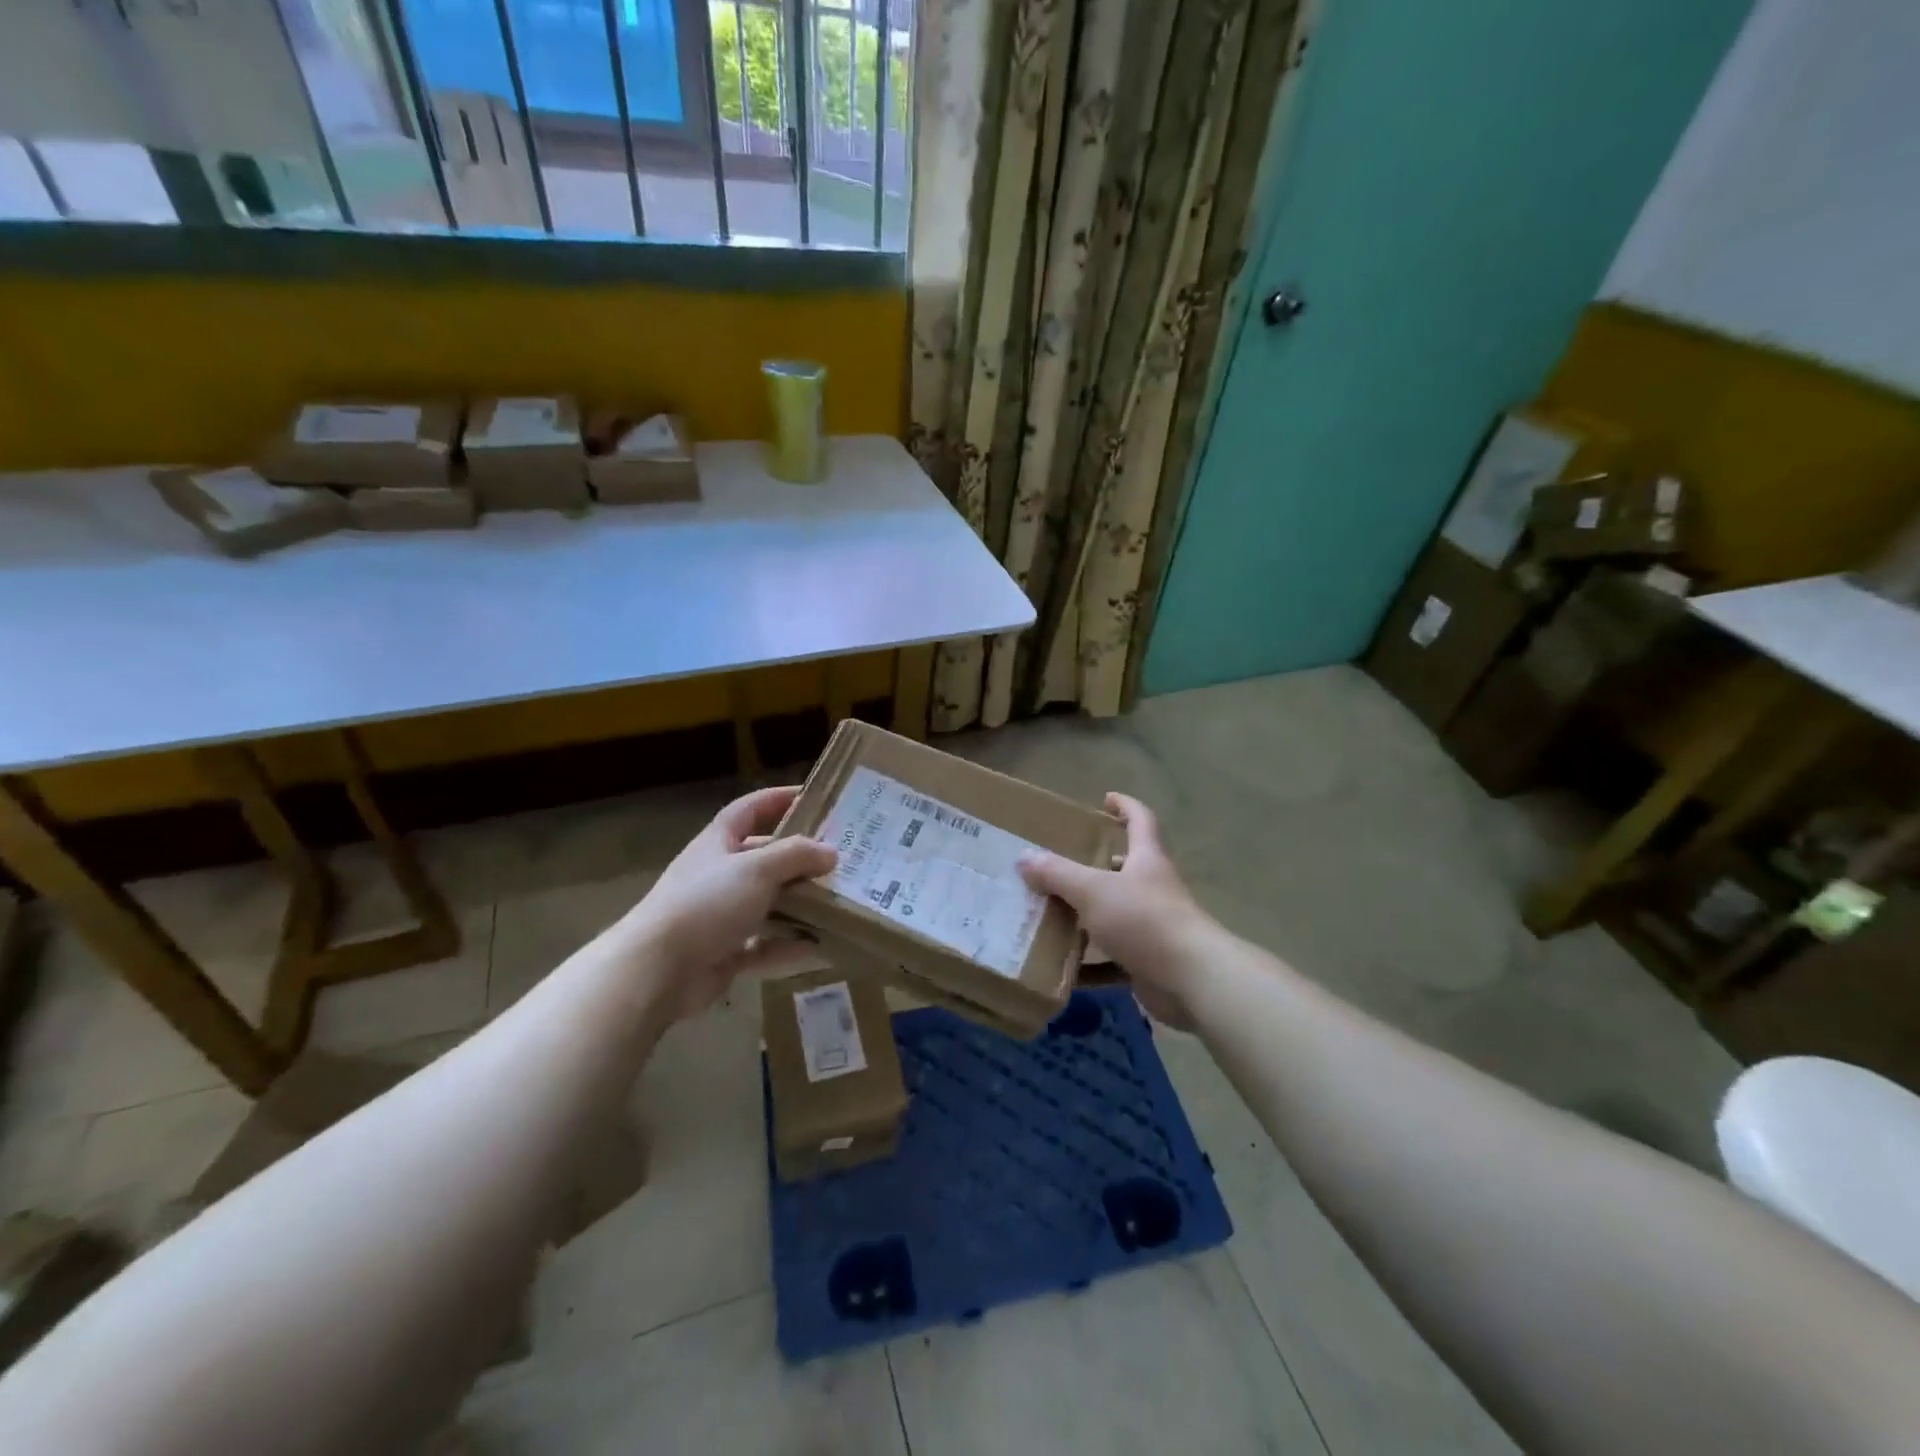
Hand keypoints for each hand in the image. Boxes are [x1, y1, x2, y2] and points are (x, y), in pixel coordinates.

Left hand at [622, 785, 836, 1021]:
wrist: (656, 970)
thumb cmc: (706, 903)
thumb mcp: (757, 869)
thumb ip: (796, 855)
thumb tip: (831, 852)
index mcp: (718, 842)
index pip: (751, 809)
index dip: (779, 799)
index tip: (814, 797)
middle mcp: (718, 874)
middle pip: (764, 859)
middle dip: (799, 859)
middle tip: (840, 859)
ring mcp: (720, 915)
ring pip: (767, 905)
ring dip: (799, 905)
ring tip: (839, 903)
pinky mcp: (724, 952)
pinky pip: (764, 946)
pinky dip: (788, 947)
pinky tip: (820, 948)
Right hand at [1017, 794, 1214, 1027]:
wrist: (1190, 980)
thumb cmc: (1143, 919)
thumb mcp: (1093, 890)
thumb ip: (1057, 873)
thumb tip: (1024, 856)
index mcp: (1147, 860)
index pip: (1141, 820)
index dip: (1126, 806)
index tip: (1107, 799)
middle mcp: (1154, 888)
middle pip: (1127, 869)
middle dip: (1099, 865)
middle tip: (1064, 865)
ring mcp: (1154, 927)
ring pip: (1117, 915)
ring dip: (1089, 917)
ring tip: (1052, 916)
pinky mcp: (1150, 962)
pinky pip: (1115, 960)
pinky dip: (1091, 965)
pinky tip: (1064, 971)